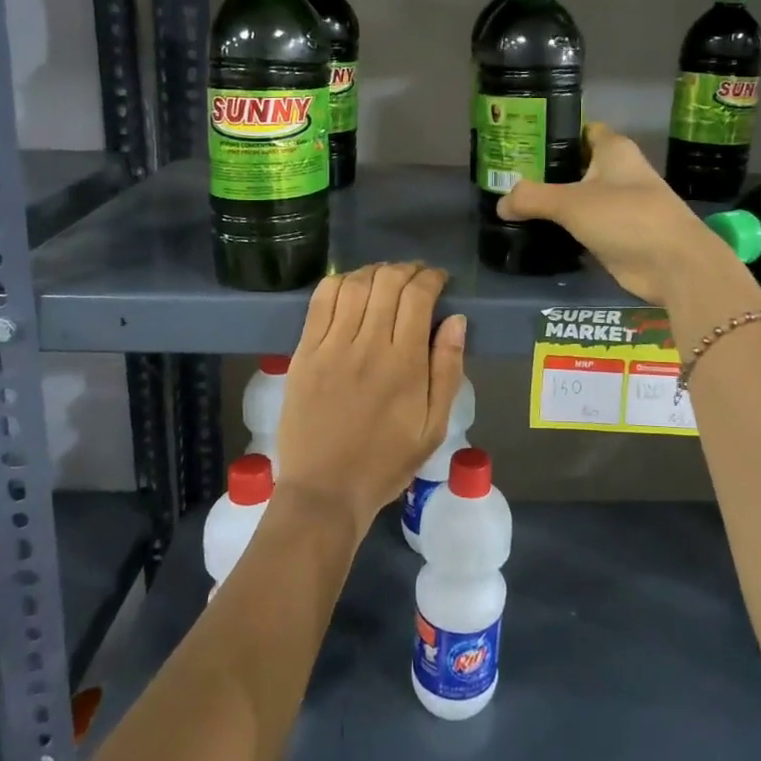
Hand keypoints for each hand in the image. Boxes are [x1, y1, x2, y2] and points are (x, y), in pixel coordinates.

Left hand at [273, 263, 467, 537]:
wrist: (324, 491)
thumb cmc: (386, 462)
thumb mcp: (434, 426)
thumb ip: (448, 370)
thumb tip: (457, 320)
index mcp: (405, 363)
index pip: (418, 297)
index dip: (431, 278)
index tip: (438, 280)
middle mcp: (368, 345)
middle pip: (387, 282)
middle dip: (406, 270)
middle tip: (415, 276)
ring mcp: (331, 346)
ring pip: (354, 285)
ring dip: (374, 272)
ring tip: (385, 278)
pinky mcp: (304, 352)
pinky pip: (320, 301)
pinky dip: (338, 283)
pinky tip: (349, 286)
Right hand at [499, 123, 742, 305]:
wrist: (673, 265)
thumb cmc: (626, 217)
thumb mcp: (571, 203)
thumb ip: (532, 198)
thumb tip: (500, 203)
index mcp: (614, 150)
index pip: (581, 130)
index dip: (553, 133)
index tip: (520, 141)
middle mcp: (618, 172)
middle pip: (575, 165)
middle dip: (544, 171)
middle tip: (505, 177)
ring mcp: (618, 205)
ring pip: (577, 197)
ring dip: (552, 203)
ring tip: (513, 204)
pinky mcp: (616, 234)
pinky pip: (582, 225)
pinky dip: (563, 228)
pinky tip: (535, 232)